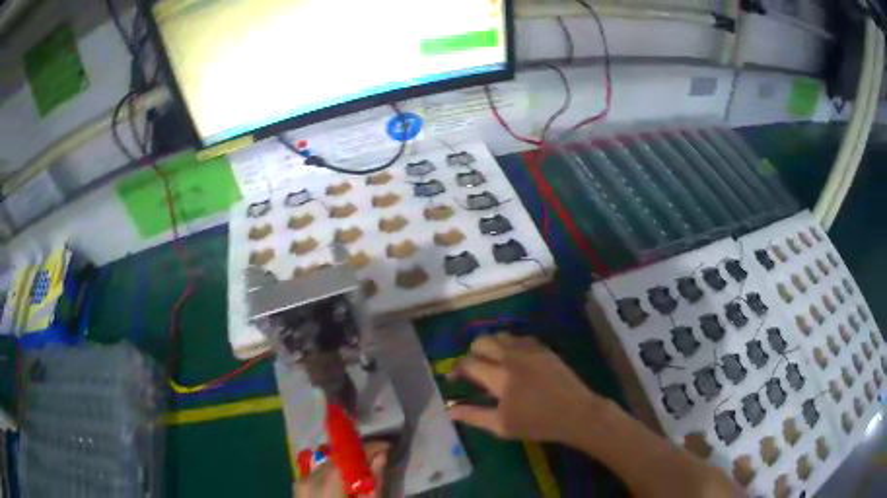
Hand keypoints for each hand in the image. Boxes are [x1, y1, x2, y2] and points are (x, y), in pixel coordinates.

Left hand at [293, 442, 388, 497]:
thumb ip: (374, 482)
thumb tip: (381, 455)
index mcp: (326, 487)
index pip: (347, 457)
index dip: (367, 448)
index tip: (387, 447)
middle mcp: (309, 480)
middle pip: (337, 459)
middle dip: (358, 457)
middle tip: (379, 458)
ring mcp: (300, 483)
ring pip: (327, 464)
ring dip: (347, 464)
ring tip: (365, 471)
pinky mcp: (298, 487)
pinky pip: (319, 473)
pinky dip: (334, 473)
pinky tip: (347, 482)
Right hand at [447, 333, 601, 443]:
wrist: (575, 413)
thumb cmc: (537, 423)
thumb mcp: (501, 426)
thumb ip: (473, 415)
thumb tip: (449, 410)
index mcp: (499, 375)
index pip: (468, 362)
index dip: (456, 369)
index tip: (453, 379)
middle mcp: (512, 355)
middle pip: (481, 341)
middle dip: (471, 354)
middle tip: (473, 371)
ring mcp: (530, 349)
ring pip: (500, 336)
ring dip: (490, 347)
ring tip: (491, 364)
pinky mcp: (543, 348)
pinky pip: (518, 338)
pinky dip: (508, 345)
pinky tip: (512, 360)